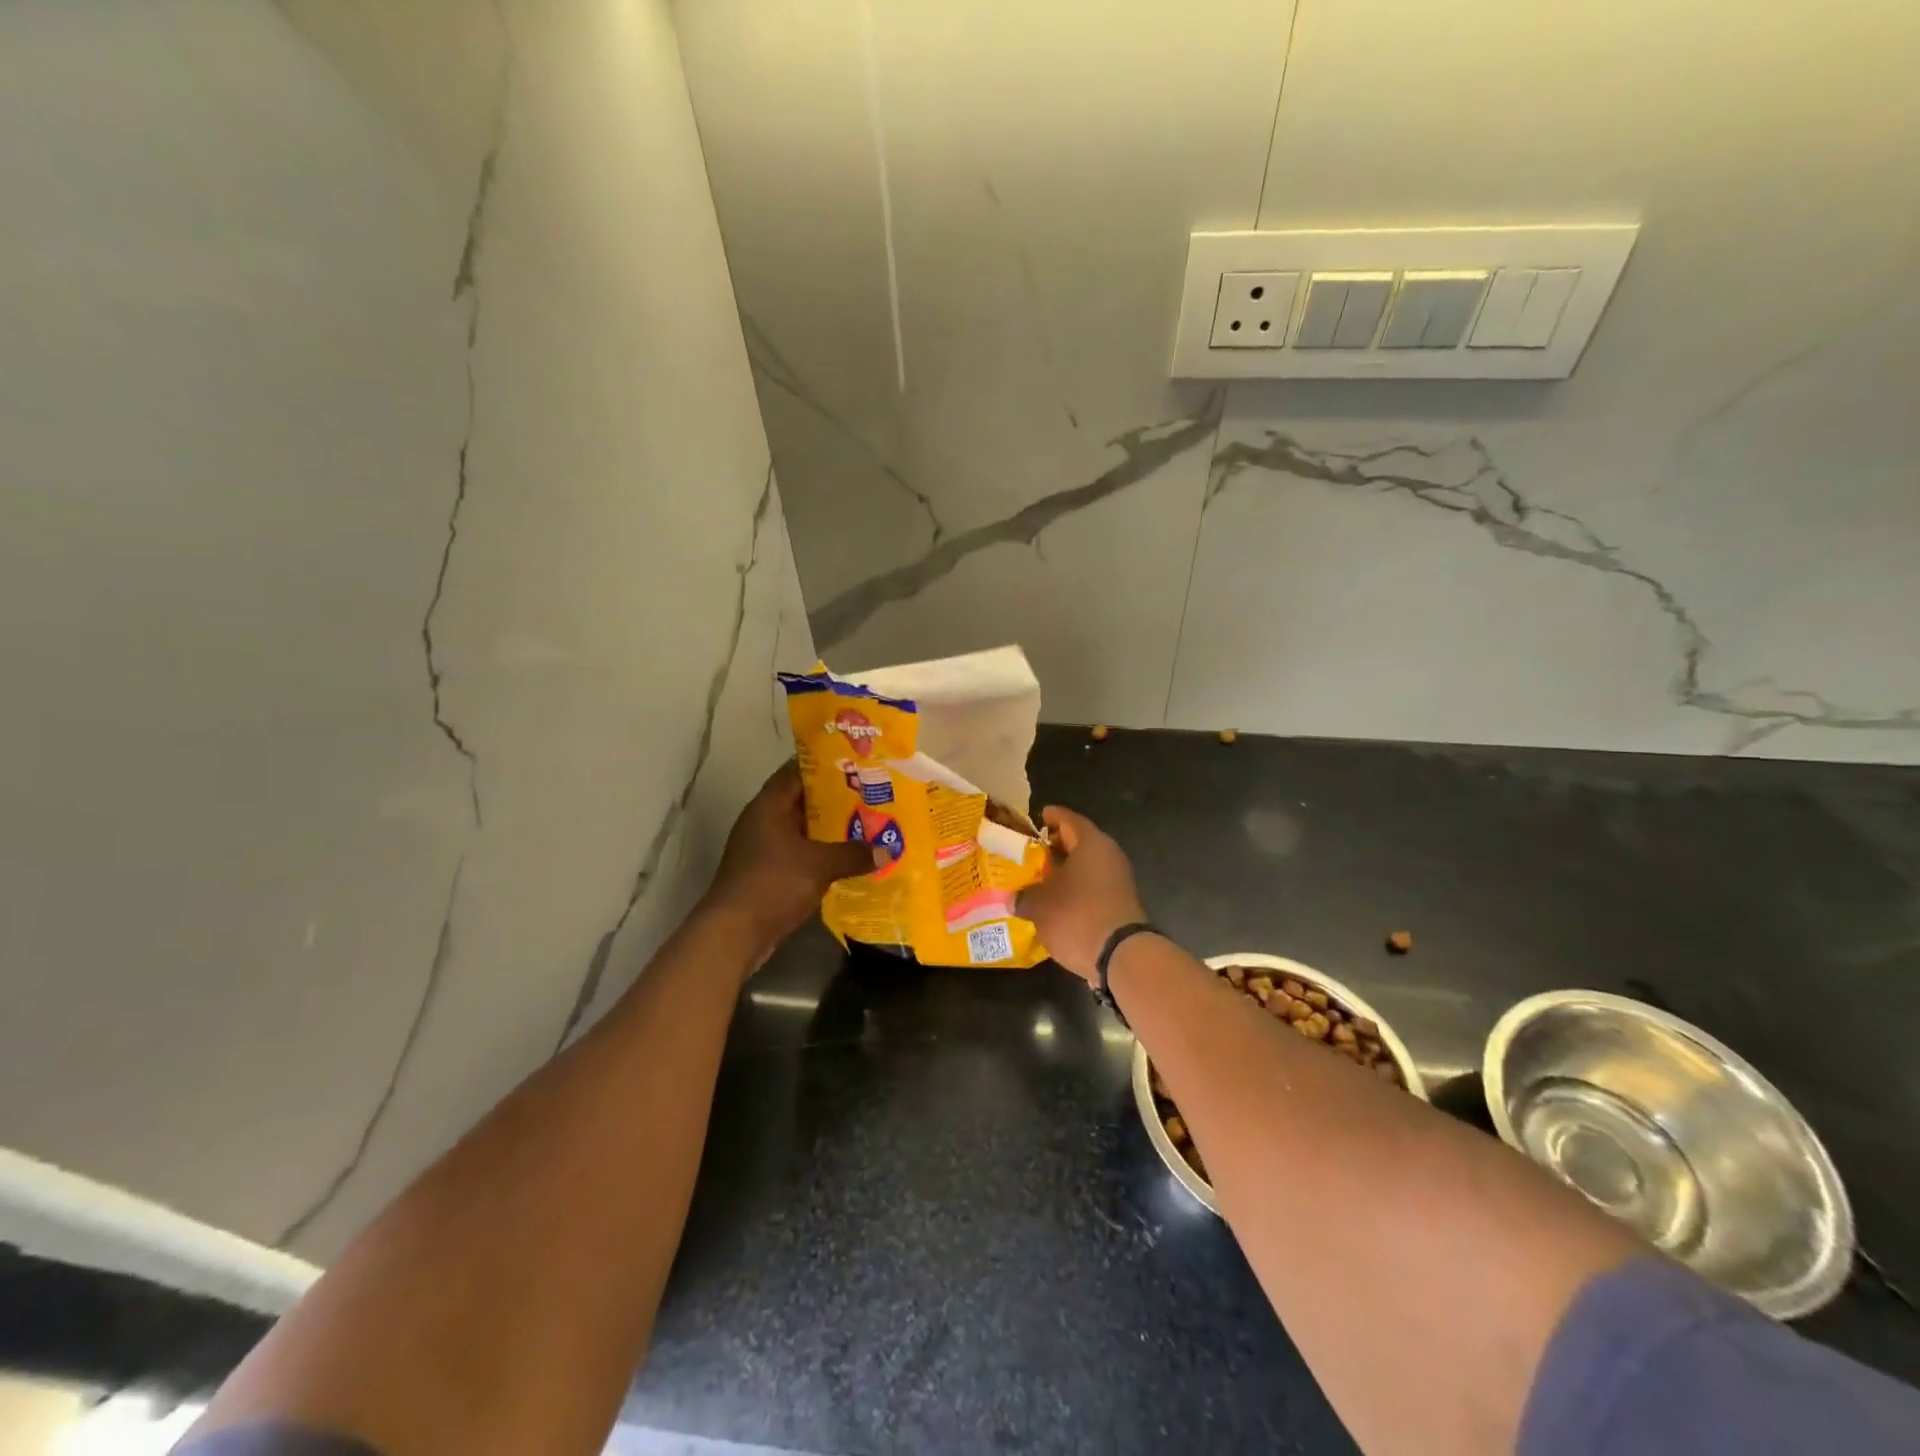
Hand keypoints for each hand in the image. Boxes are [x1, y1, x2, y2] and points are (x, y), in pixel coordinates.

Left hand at [703, 761, 873, 959]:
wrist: (733, 933)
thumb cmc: (773, 884)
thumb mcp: (819, 865)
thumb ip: (853, 854)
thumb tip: (885, 851)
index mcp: (769, 806)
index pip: (796, 771)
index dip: (824, 765)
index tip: (855, 764)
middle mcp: (762, 821)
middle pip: (801, 800)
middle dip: (834, 799)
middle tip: (870, 795)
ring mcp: (762, 848)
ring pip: (802, 829)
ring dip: (829, 829)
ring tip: (866, 824)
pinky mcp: (766, 872)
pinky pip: (799, 853)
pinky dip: (820, 853)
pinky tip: (847, 858)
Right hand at [1016, 806, 1147, 984]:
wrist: (1121, 956)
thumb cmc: (1077, 916)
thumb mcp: (1040, 905)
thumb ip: (1023, 896)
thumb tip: (1013, 899)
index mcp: (1091, 843)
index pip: (1069, 820)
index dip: (1052, 817)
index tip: (1037, 817)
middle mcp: (1109, 855)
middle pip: (1079, 843)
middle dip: (1054, 847)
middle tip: (1030, 852)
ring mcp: (1118, 881)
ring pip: (1086, 867)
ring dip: (1064, 871)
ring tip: (1037, 879)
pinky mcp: (1120, 904)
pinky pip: (1092, 887)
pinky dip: (1074, 890)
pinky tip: (1055, 903)